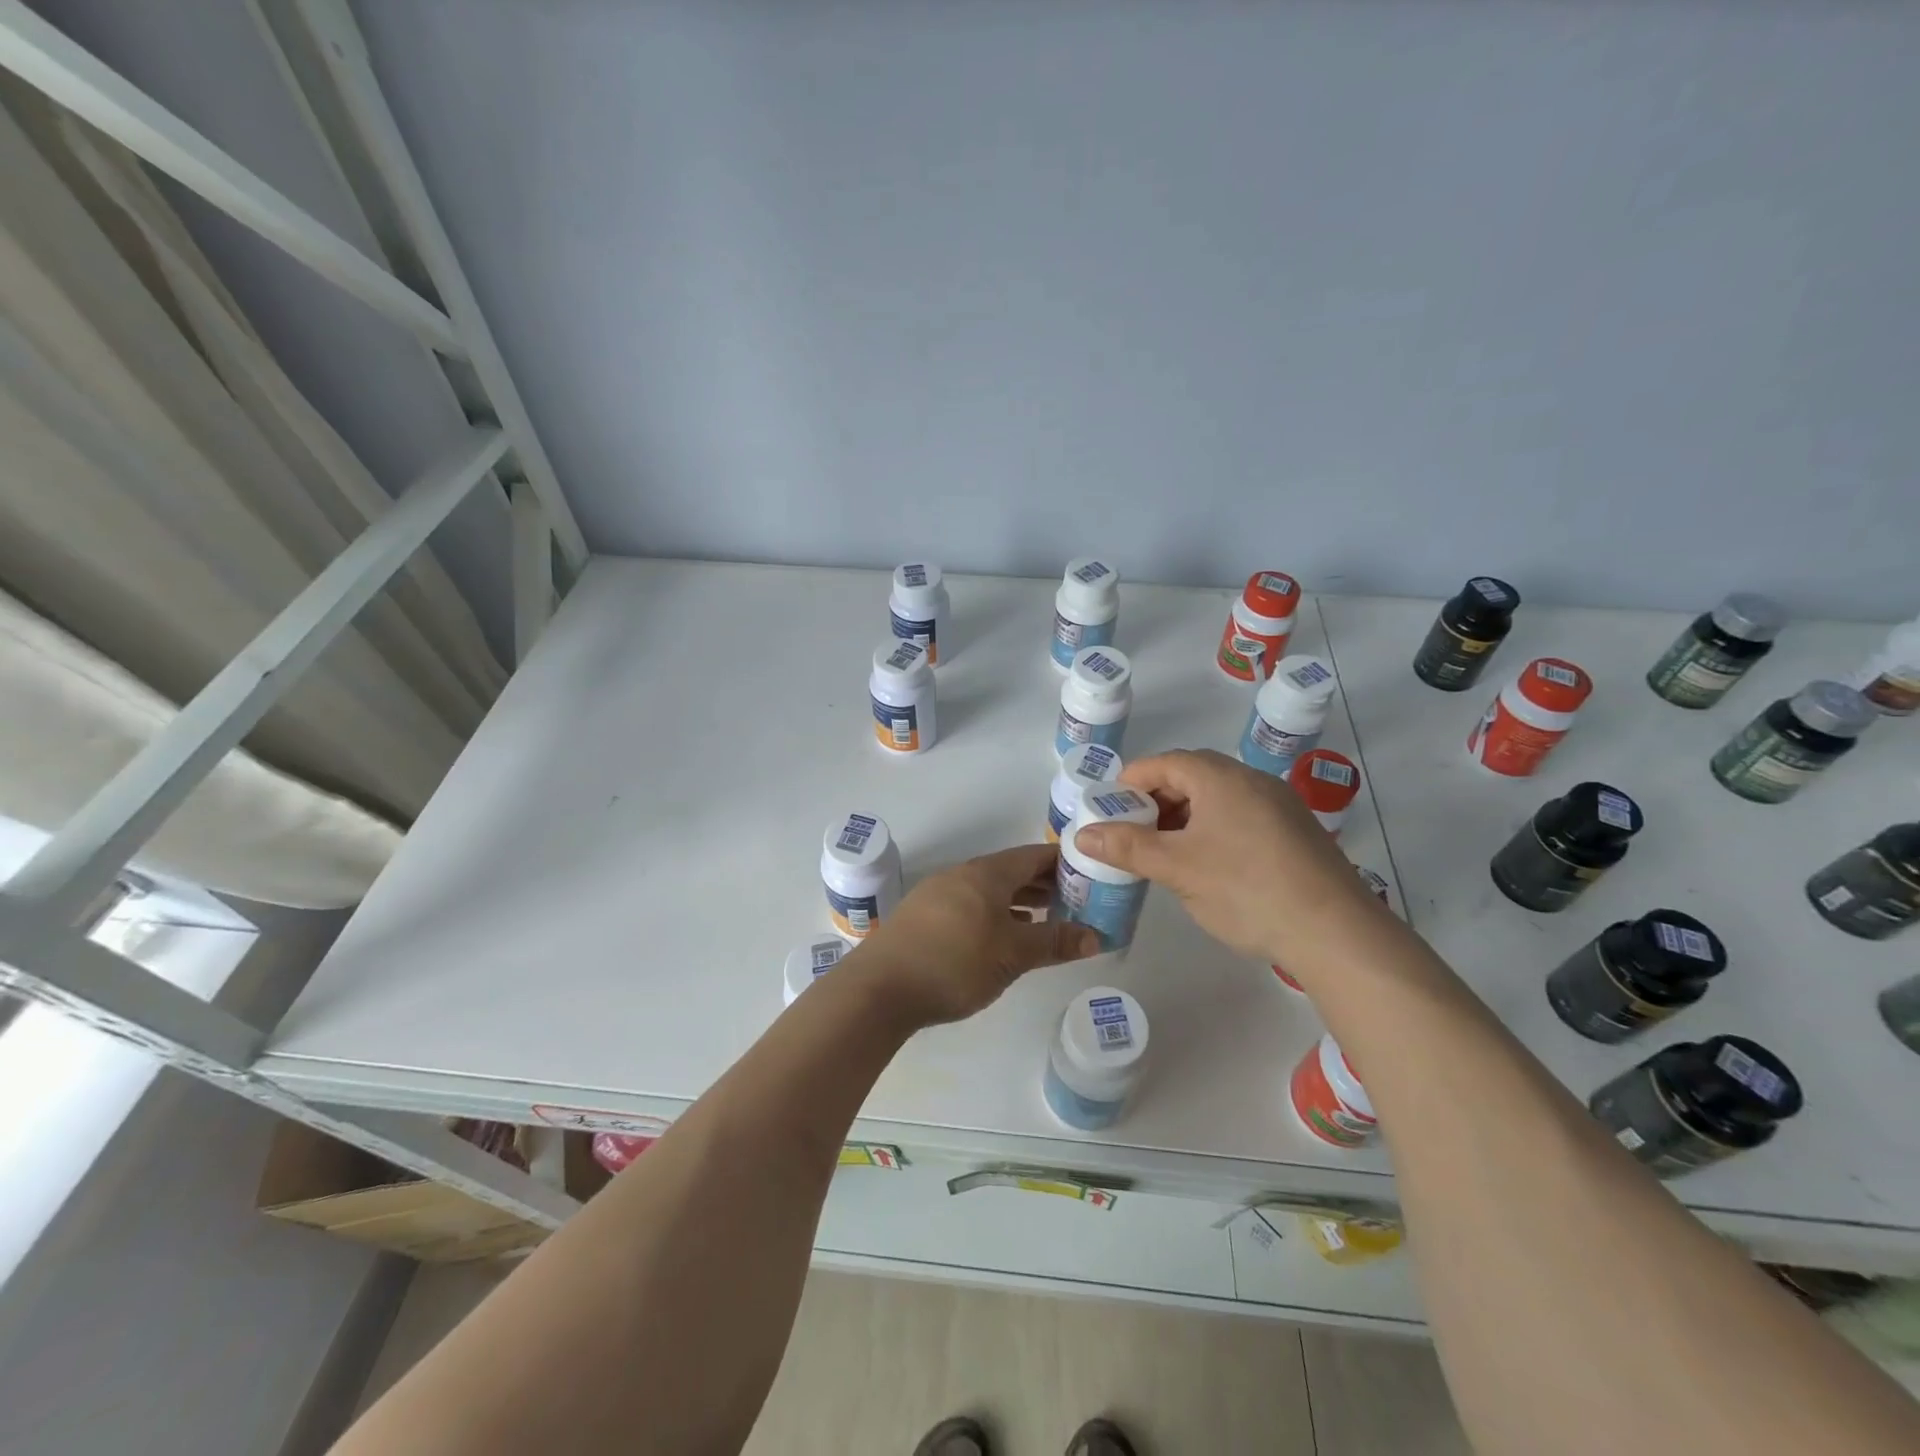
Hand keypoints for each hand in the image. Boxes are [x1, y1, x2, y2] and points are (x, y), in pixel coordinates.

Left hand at [849, 844, 1099, 1026]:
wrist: (879, 988)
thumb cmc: (954, 963)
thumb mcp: (1012, 954)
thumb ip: (1054, 942)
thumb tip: (1096, 936)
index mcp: (986, 874)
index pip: (1032, 855)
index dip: (1062, 862)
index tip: (1089, 872)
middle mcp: (962, 875)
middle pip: (1010, 871)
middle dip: (1044, 883)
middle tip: (1076, 899)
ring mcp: (938, 894)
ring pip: (989, 889)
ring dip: (1019, 900)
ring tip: (1046, 916)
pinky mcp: (923, 917)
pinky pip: (970, 905)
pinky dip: (994, 913)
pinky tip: (1001, 935)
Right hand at [1071, 748, 1378, 965]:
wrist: (1335, 932)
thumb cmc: (1245, 889)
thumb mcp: (1176, 868)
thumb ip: (1127, 847)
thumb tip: (1082, 834)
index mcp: (1220, 777)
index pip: (1163, 763)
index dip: (1130, 783)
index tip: (1108, 812)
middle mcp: (1251, 780)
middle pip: (1190, 777)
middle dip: (1155, 803)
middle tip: (1132, 835)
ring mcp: (1279, 805)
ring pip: (1216, 799)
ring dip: (1183, 819)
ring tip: (1165, 854)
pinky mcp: (1294, 832)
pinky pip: (1240, 817)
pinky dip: (1212, 831)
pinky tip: (1208, 867)